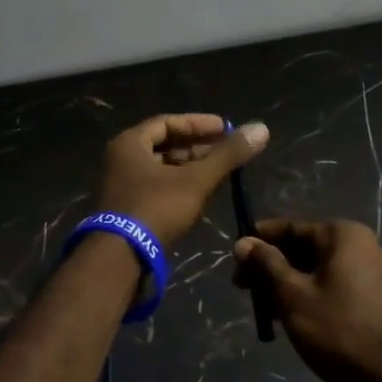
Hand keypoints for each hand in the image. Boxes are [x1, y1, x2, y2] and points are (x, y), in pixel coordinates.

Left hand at [94, 114, 269, 248]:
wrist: (120, 259)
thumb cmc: (156, 208)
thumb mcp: (196, 180)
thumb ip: (227, 155)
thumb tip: (261, 128)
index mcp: (130, 143)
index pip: (168, 122)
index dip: (199, 124)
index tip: (227, 129)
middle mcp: (121, 160)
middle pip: (164, 145)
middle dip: (197, 147)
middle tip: (227, 151)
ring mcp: (122, 186)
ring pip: (162, 169)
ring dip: (190, 168)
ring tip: (220, 172)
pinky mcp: (127, 209)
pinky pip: (157, 187)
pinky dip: (180, 186)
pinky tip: (202, 194)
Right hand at [234, 219, 381, 381]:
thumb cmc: (338, 330)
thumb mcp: (292, 294)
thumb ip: (266, 264)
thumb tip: (243, 242)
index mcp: (344, 236)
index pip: (292, 227)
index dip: (260, 240)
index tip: (235, 257)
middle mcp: (361, 248)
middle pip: (304, 249)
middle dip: (271, 267)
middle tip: (241, 287)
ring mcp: (370, 276)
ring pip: (316, 272)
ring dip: (285, 285)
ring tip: (260, 309)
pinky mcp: (372, 302)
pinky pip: (331, 289)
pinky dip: (307, 298)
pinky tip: (284, 319)